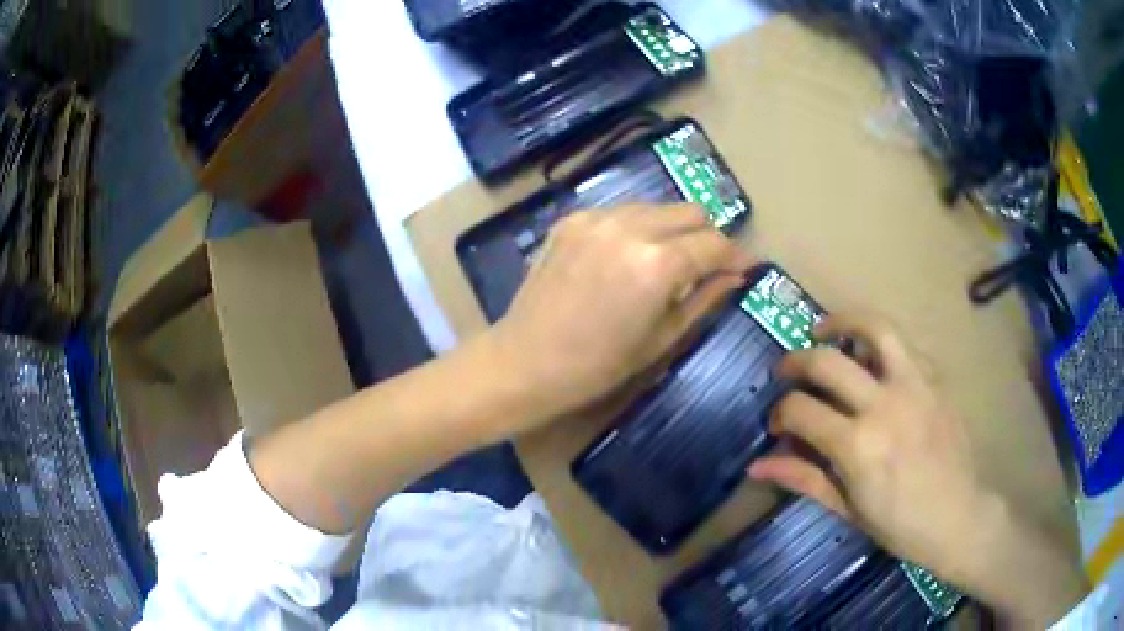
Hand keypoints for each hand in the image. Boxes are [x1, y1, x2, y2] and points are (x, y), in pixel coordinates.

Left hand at [490, 204, 750, 429]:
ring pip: (656, 206)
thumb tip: (735, 275)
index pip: (714, 243)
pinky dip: (636, 228)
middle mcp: (630, 227)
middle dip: (706, 236)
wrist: (525, 361)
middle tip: (704, 267)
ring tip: (664, 262)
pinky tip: (625, 257)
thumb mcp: (661, 338)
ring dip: (671, 229)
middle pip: (690, 211)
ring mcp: (596, 218)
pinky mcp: (571, 220)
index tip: (741, 269)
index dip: (734, 256)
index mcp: (658, 264)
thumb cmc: (598, 366)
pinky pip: (621, 212)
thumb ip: (704, 299)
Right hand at [749, 315, 1086, 626]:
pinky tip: (872, 359)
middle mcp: (883, 404)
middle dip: (795, 361)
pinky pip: (904, 345)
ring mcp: (915, 384)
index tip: (777, 427)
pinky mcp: (936, 378)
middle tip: (787, 371)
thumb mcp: (846, 509)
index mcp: (857, 445)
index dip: (779, 414)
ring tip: (825, 329)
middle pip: (827, 360)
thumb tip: (757, 465)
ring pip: (874, 327)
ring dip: (842, 321)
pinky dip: (880, 343)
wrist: (957, 516)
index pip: (800, 409)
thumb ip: (803, 478)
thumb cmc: (899, 524)